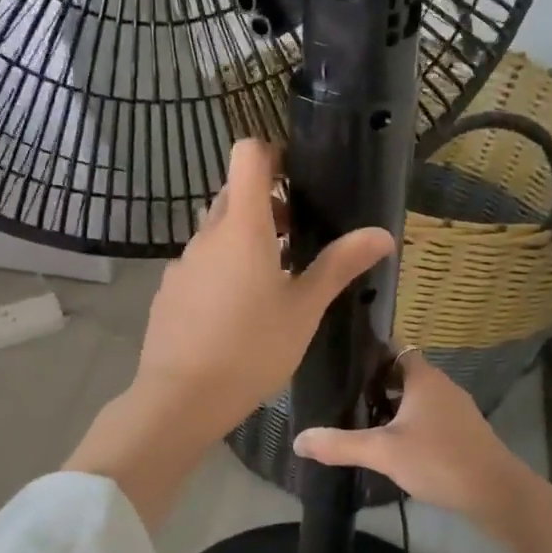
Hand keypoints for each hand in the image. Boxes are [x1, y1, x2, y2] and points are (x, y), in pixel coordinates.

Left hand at [134, 140, 395, 441]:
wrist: (182, 398)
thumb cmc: (252, 349)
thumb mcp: (305, 309)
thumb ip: (340, 265)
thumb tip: (382, 234)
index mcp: (243, 226)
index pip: (248, 154)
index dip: (273, 154)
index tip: (298, 178)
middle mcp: (207, 234)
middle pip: (233, 193)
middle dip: (267, 204)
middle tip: (299, 238)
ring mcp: (183, 262)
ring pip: (217, 232)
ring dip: (246, 239)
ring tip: (274, 281)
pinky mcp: (170, 290)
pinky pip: (201, 263)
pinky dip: (223, 269)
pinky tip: (237, 312)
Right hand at [294, 353, 551, 552]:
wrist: (497, 494)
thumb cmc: (439, 459)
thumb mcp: (383, 452)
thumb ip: (340, 444)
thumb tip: (298, 439)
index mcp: (424, 377)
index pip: (394, 349)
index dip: (369, 354)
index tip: (342, 365)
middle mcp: (442, 386)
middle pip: (403, 374)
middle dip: (375, 385)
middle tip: (343, 398)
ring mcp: (456, 410)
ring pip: (417, 399)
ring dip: (393, 407)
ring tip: (361, 423)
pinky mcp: (464, 434)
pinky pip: (429, 419)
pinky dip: (410, 426)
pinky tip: (393, 447)